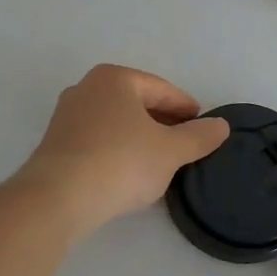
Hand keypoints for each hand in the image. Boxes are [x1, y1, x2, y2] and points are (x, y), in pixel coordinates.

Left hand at [17, 65, 229, 237]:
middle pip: (136, 102)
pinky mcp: (55, 142)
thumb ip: (198, 136)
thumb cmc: (121, 162)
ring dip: (139, 136)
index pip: (162, 89)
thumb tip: (221, 125)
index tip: (203, 126)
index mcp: (115, 78)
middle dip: (162, 121)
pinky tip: (128, 171)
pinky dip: (117, 149)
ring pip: (115, 121)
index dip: (187, 108)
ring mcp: (66, 115)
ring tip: (160, 160)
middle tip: (185, 144)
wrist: (59, 197)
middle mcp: (86, 87)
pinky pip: (97, 139)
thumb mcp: (170, 151)